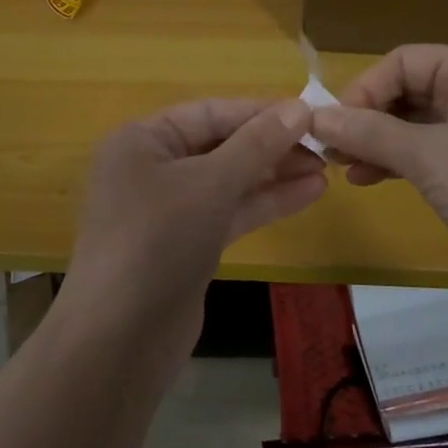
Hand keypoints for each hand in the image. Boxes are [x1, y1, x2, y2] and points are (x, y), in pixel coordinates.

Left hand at [61, 98, 326, 364]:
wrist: (121, 338)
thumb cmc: (157, 242)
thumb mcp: (209, 185)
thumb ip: (256, 145)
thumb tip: (299, 108)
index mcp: (142, 141)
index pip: (210, 112)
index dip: (260, 111)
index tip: (311, 113)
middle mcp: (152, 168)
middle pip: (220, 145)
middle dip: (271, 145)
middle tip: (325, 146)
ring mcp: (169, 209)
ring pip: (229, 181)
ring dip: (274, 174)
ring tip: (326, 168)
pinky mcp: (187, 243)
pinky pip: (229, 212)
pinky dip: (265, 203)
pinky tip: (308, 194)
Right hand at [307, 46, 447, 291]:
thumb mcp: (430, 157)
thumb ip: (369, 133)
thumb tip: (314, 117)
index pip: (405, 61)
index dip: (364, 88)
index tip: (331, 126)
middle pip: (410, 90)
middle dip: (368, 117)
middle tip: (329, 150)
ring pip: (417, 125)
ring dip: (378, 142)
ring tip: (342, 168)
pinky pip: (431, 154)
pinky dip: (399, 162)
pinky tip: (369, 180)